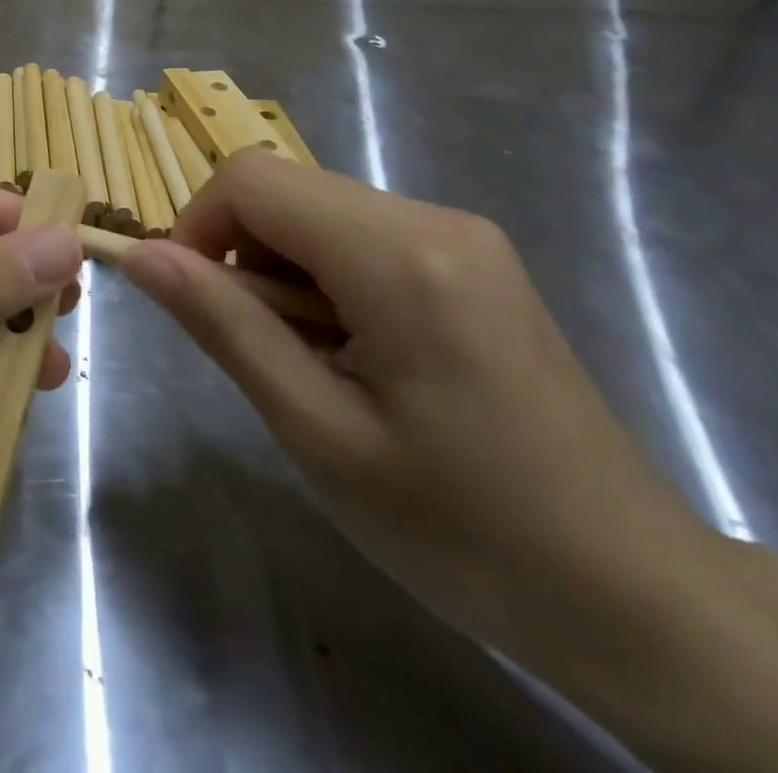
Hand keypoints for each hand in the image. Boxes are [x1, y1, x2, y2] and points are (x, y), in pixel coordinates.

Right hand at [119, 150, 714, 679]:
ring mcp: (462, 234)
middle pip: (285, 190)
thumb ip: (224, 326)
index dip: (198, 227)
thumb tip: (141, 256)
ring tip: (316, 363)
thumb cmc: (464, 529)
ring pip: (318, 211)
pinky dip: (326, 278)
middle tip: (264, 351)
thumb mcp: (317, 432)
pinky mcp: (472, 259)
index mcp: (400, 254)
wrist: (636, 596)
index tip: (197, 306)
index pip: (251, 179)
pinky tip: (358, 353)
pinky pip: (361, 235)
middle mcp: (434, 218)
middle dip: (243, 254)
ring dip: (284, 272)